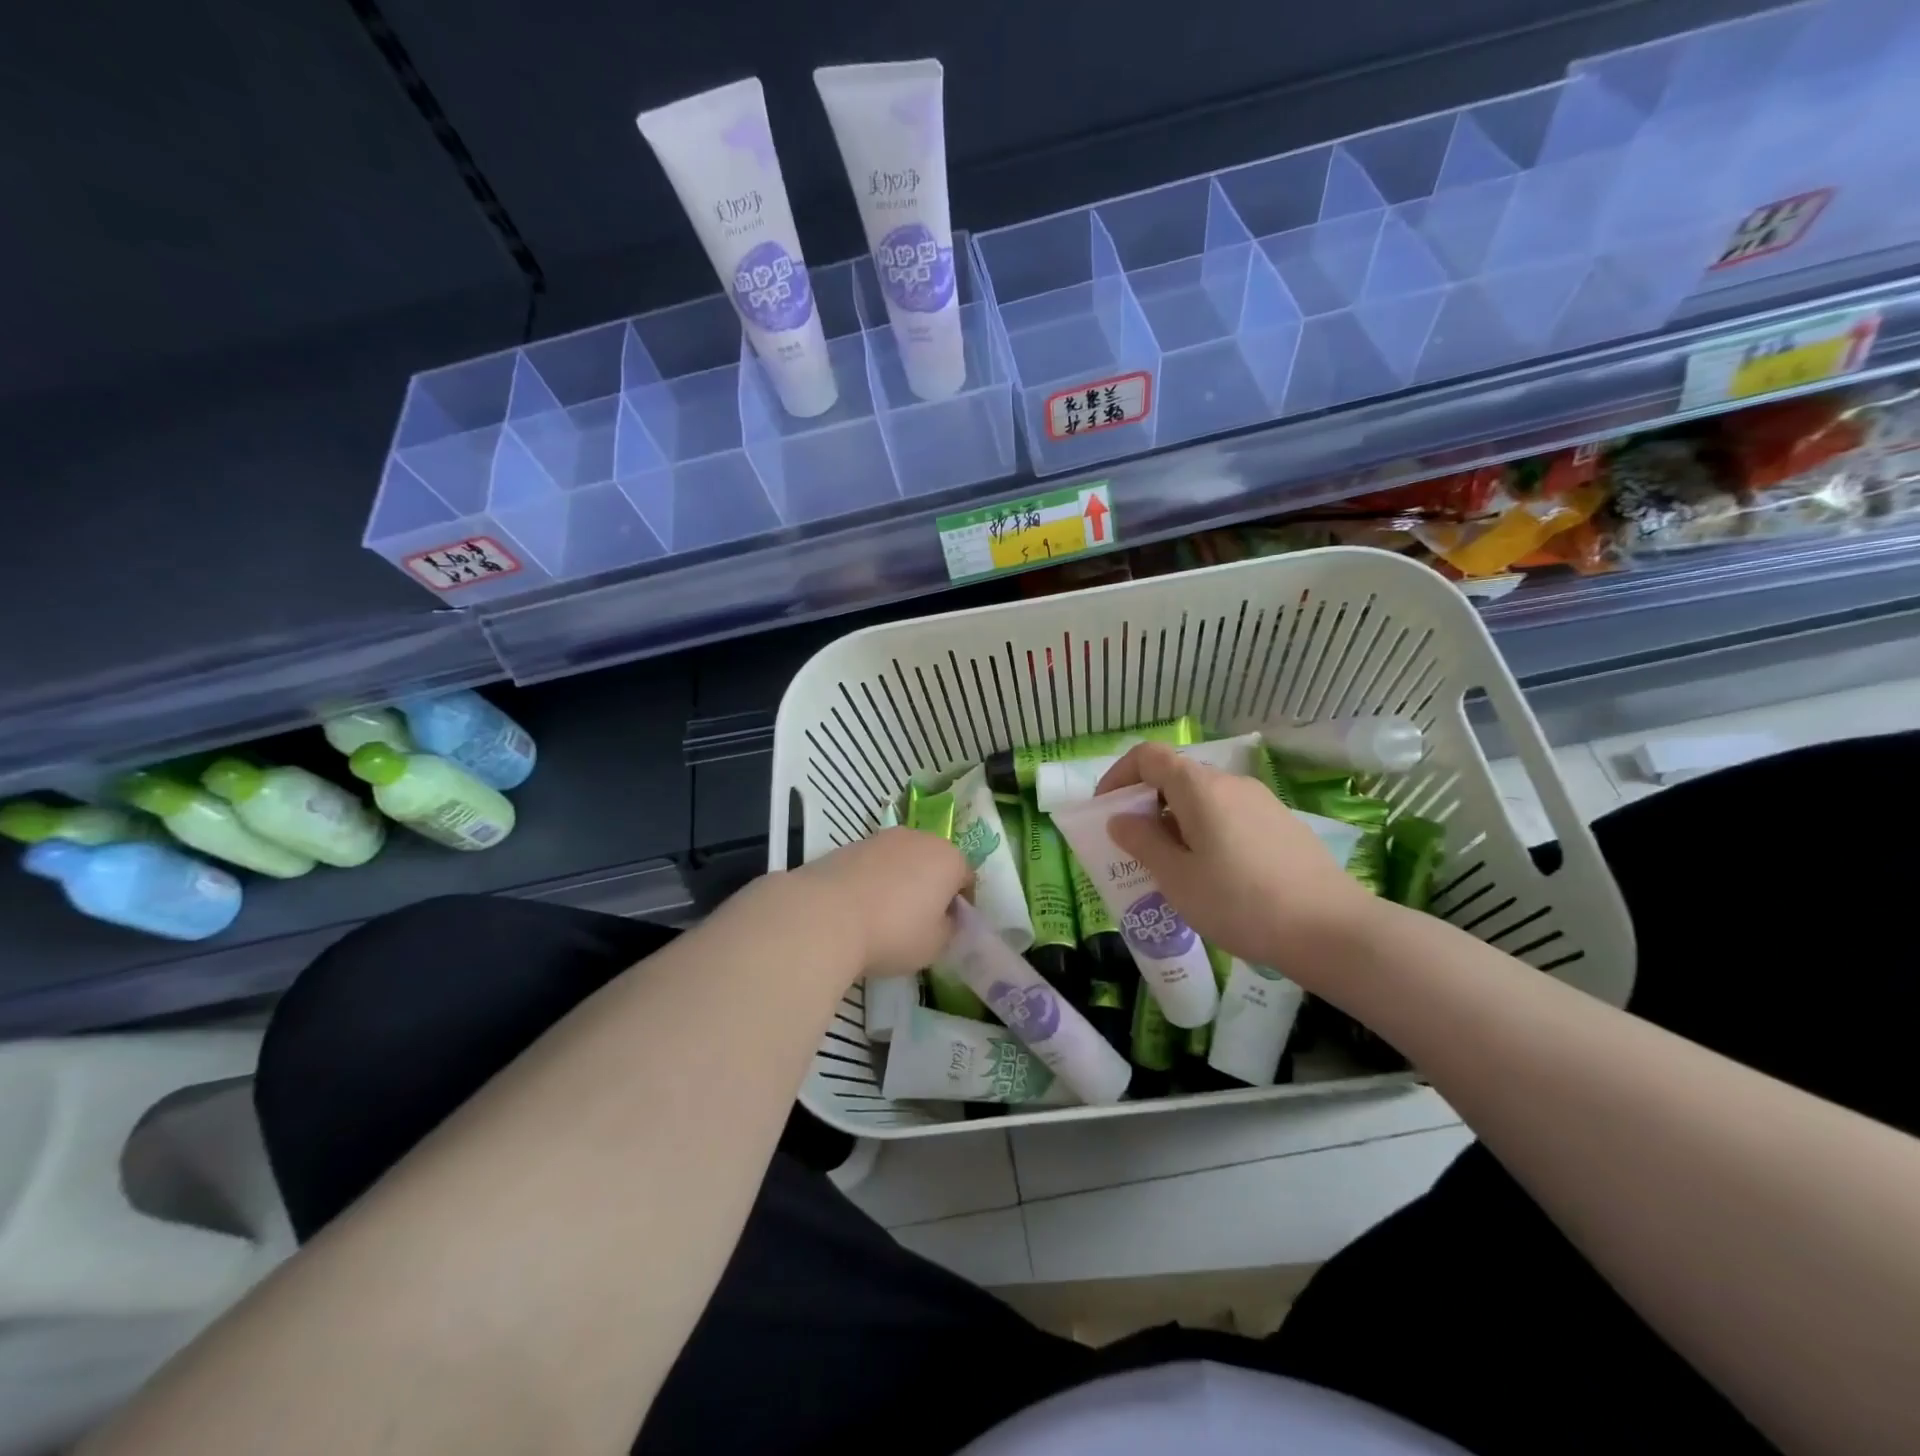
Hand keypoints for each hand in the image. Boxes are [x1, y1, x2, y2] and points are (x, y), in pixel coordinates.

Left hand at [782, 828, 970, 978]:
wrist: (826, 914)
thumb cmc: (893, 932)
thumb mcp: (935, 945)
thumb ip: (949, 929)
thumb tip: (945, 919)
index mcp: (948, 858)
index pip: (966, 878)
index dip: (961, 904)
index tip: (950, 927)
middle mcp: (919, 838)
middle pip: (934, 862)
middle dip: (932, 886)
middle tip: (921, 920)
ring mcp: (882, 838)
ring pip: (902, 860)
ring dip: (902, 880)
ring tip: (887, 914)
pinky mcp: (850, 845)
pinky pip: (874, 864)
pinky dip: (874, 880)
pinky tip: (860, 907)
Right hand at [1094, 742, 1382, 984]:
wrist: (1331, 930)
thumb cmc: (1240, 902)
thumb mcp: (1177, 878)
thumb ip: (1143, 842)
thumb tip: (1121, 819)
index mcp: (1200, 787)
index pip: (1148, 756)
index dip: (1119, 775)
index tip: (1106, 809)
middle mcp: (1231, 783)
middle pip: (1177, 776)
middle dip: (1147, 803)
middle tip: (1135, 845)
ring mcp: (1262, 802)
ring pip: (1205, 798)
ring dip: (1177, 820)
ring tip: (1173, 866)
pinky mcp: (1283, 824)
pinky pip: (1231, 815)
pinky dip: (1207, 830)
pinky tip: (1215, 874)